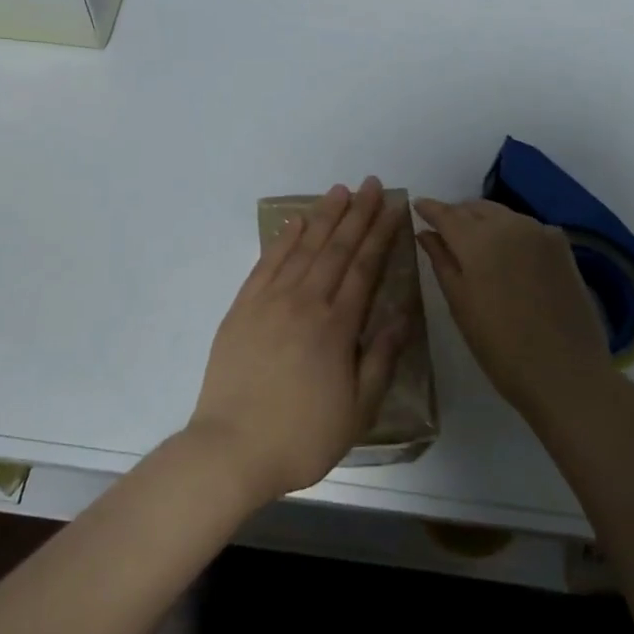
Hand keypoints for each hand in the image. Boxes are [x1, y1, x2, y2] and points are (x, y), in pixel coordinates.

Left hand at [189, 178, 410, 505]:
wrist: (232, 449)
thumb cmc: (302, 436)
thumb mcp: (359, 410)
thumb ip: (382, 358)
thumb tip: (402, 315)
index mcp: (337, 326)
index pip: (365, 267)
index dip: (381, 234)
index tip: (393, 207)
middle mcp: (305, 302)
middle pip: (336, 248)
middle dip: (357, 214)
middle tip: (372, 184)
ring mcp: (269, 301)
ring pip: (302, 248)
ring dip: (323, 217)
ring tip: (339, 191)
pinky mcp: (242, 308)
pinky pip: (266, 263)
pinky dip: (283, 239)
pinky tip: (295, 222)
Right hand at [415, 198, 608, 410]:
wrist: (566, 372)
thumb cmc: (500, 345)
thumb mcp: (460, 304)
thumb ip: (441, 261)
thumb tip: (426, 232)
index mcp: (478, 239)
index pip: (446, 213)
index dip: (429, 208)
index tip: (416, 205)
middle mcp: (509, 224)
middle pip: (475, 208)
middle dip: (456, 213)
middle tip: (442, 229)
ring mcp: (540, 232)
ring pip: (502, 214)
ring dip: (483, 220)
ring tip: (472, 241)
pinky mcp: (562, 247)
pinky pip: (526, 227)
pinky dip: (509, 231)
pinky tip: (506, 252)